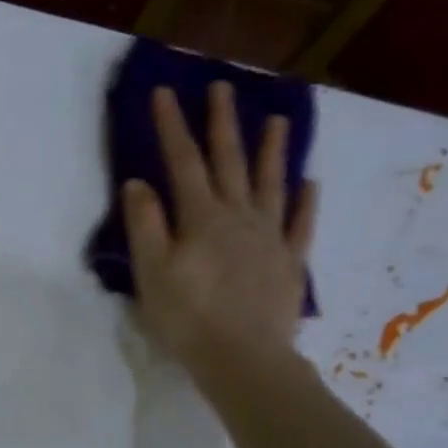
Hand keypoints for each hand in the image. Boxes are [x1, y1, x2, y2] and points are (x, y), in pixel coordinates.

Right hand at [124, 83, 317, 377]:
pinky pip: (300, 224)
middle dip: (223, 123)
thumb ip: (145, 226)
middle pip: (230, 162)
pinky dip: (304, 202)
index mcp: (201, 218)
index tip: (164, 92)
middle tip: (223, 88)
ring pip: (271, 184)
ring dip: (272, 150)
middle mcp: (239, 217)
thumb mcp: (152, 273)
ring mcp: (269, 238)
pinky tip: (309, 184)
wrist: (244, 359)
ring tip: (277, 120)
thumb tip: (138, 183)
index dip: (172, 127)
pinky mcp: (289, 263)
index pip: (182, 162)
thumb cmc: (188, 318)